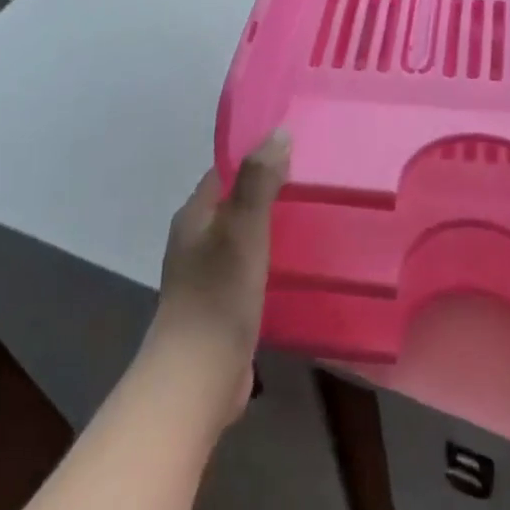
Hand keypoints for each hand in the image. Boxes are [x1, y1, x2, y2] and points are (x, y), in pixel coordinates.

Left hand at [147, 130, 289, 427]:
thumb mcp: (243, 229)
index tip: (297, 147)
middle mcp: (196, 240)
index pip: (226, 171)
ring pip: (244, 235)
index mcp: (195, 216)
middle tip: (314, 180)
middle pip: (236, 202)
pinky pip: (250, 266)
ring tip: (315, 215)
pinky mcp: (223, 303)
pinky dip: (271, 257)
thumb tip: (279, 132)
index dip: (256, 156)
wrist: (198, 377)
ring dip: (272, 225)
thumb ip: (259, 181)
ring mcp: (208, 274)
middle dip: (269, 190)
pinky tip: (299, 261)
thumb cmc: (219, 294)